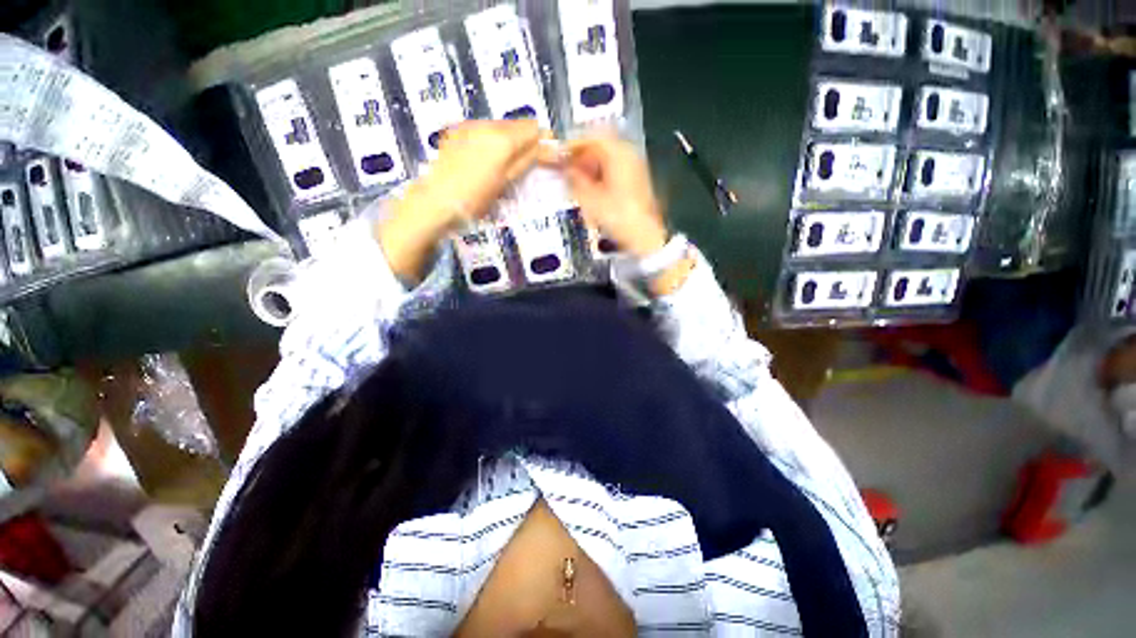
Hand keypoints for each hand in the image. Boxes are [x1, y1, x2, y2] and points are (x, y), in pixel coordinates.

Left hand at [377, 120, 543, 279]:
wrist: (436, 200)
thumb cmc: (475, 198)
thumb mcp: (506, 182)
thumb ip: (528, 160)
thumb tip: (549, 147)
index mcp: (502, 139)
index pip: (533, 128)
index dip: (542, 140)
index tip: (546, 156)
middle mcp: (487, 124)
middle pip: (517, 124)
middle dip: (525, 140)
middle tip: (525, 165)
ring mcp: (469, 125)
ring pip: (500, 125)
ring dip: (508, 140)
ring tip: (503, 165)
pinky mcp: (457, 130)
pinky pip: (483, 129)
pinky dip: (491, 140)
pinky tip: (484, 159)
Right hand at [543, 135, 667, 259]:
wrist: (644, 234)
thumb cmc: (616, 216)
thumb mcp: (590, 199)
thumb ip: (575, 180)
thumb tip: (566, 169)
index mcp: (618, 153)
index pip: (592, 137)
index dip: (573, 145)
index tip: (560, 155)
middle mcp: (629, 154)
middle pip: (602, 145)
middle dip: (582, 154)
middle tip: (567, 167)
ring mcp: (635, 166)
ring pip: (608, 156)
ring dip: (591, 164)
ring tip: (577, 179)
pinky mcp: (637, 179)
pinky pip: (615, 167)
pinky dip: (601, 172)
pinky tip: (592, 186)